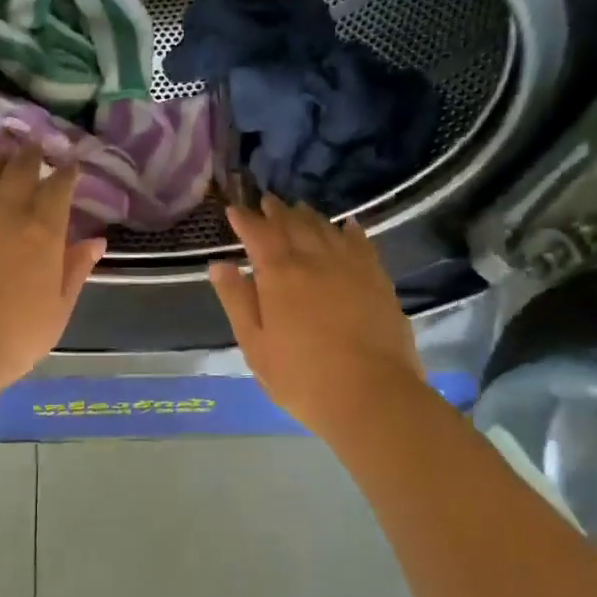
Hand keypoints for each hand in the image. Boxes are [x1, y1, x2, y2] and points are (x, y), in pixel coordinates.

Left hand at [0, 149, 104, 395]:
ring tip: (4, 146)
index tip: (71, 164)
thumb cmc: (14, 337)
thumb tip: (97, 240)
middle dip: (32, 152)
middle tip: (36, 145)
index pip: (59, 187)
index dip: (67, 172)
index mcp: (44, 232)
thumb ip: (76, 269)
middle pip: (21, 167)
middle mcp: (8, 211)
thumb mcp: (58, 309)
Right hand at [209, 196, 425, 439]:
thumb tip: (219, 265)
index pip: (258, 234)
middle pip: (293, 224)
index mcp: (279, 274)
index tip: (235, 209)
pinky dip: (349, 230)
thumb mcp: (255, 345)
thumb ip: (237, 300)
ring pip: (325, 228)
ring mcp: (350, 266)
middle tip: (267, 201)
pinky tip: (347, 226)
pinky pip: (361, 242)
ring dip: (308, 216)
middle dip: (276, 211)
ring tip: (298, 209)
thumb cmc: (302, 377)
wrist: (371, 395)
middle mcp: (314, 259)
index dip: (244, 219)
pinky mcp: (377, 279)